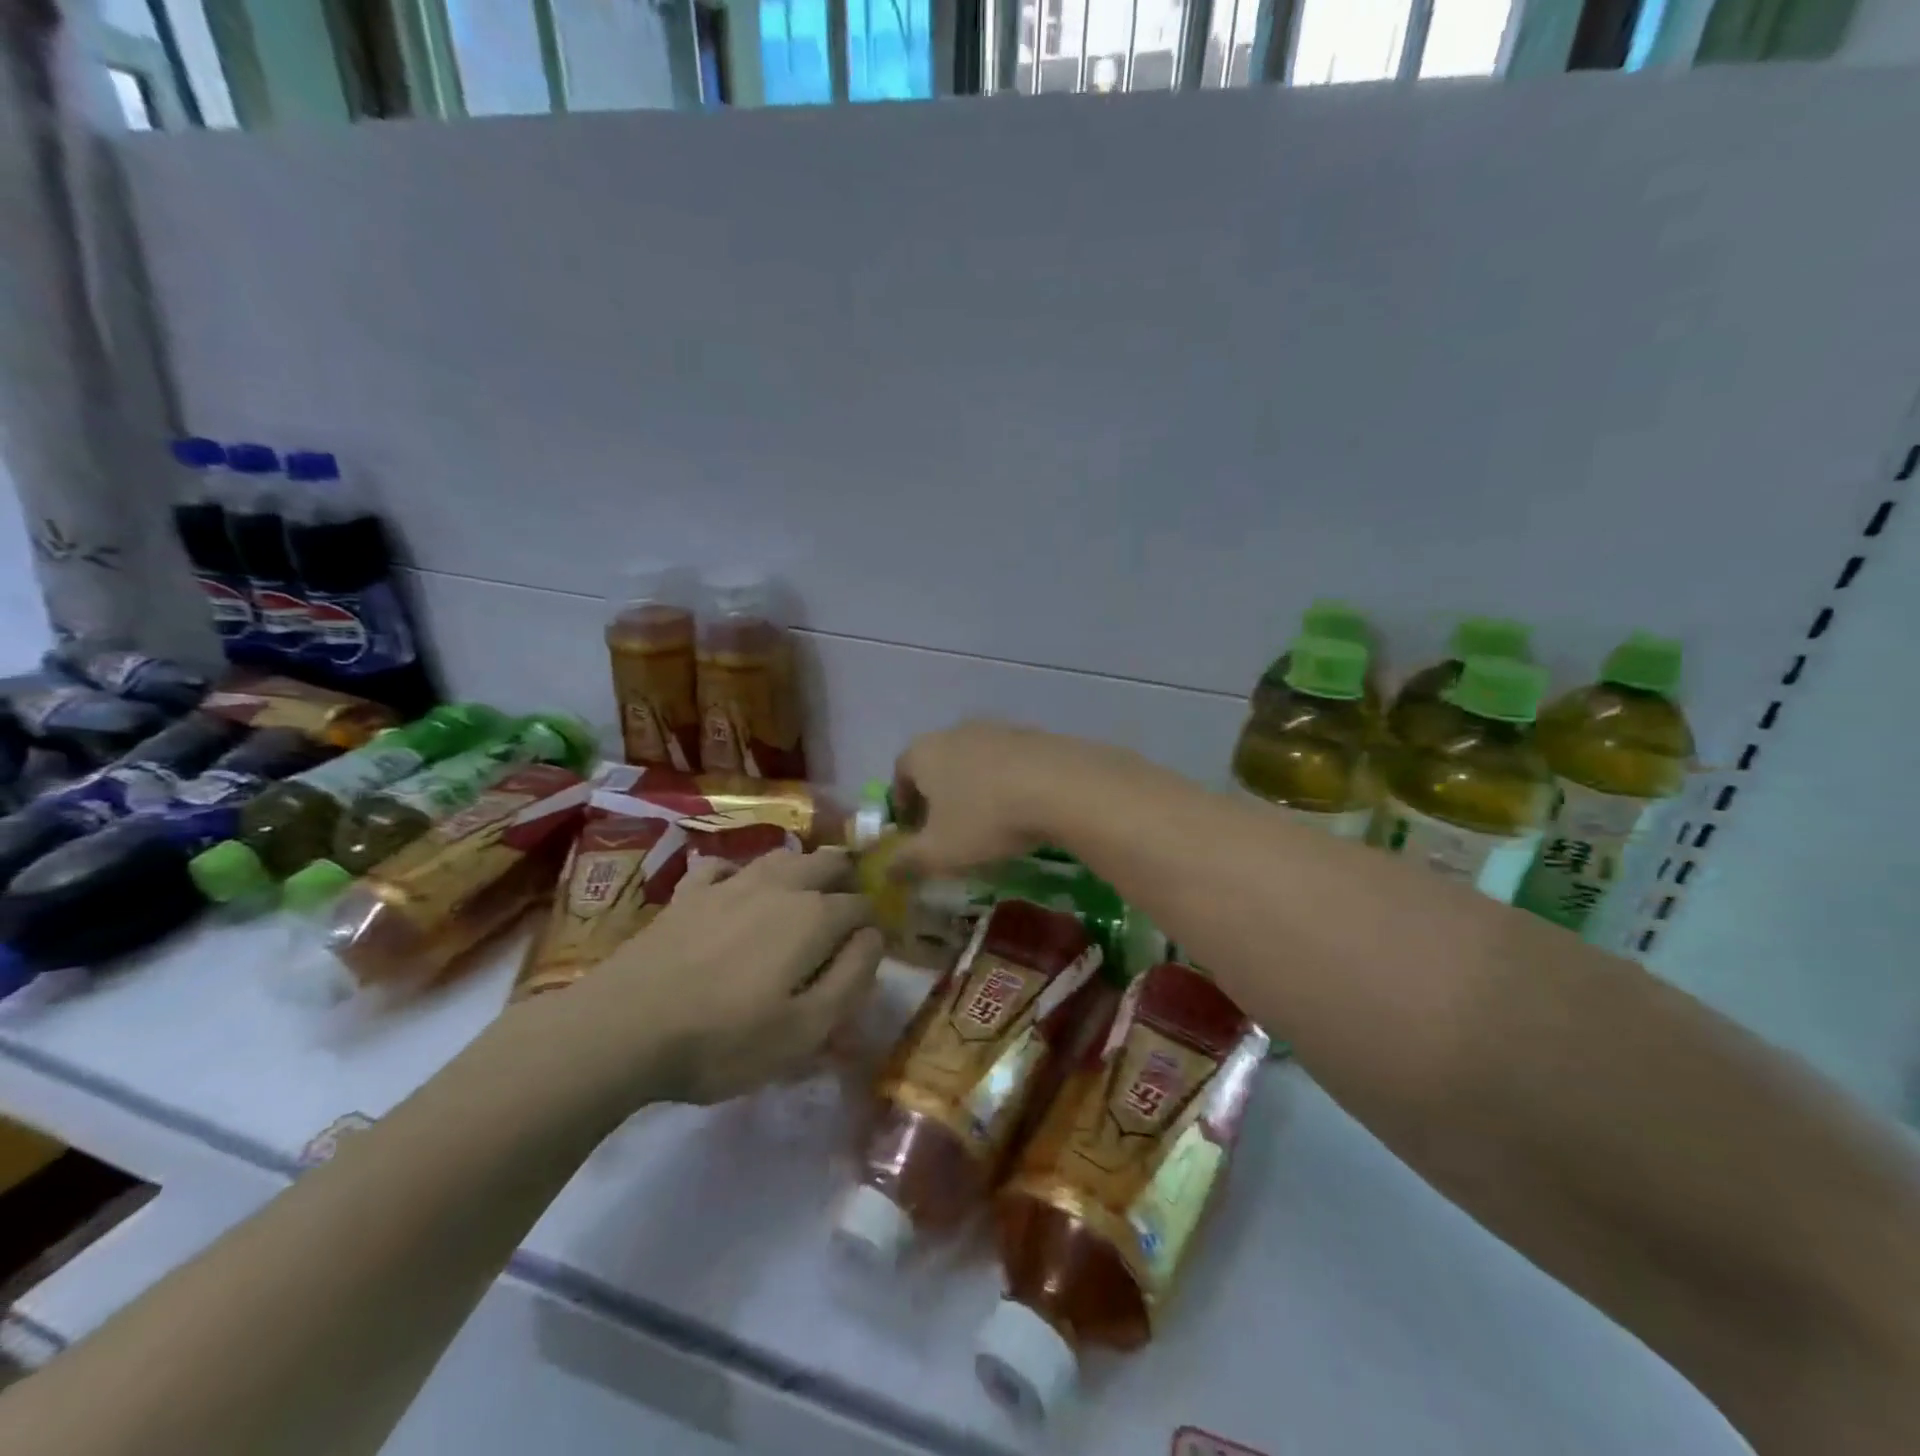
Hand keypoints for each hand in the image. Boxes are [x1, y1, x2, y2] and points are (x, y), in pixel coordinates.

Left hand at [560, 847, 881, 1106]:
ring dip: (802, 868)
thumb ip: (852, 978)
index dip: (874, 922)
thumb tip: (874, 936)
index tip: (872, 945)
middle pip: (827, 863)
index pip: (862, 905)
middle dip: (846, 878)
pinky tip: (734, 890)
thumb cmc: (725, 1039)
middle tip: (847, 906)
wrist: (624, 1028)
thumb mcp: (807, 1029)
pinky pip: (722, 867)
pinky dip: (739, 874)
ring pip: (780, 857)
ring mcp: (729, 884)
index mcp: (814, 916)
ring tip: (805, 890)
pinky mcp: (688, 894)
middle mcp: (779, 886)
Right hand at [891, 721, 1109, 878]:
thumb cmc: (985, 818)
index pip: (900, 774)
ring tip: (988, 822)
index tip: (913, 832)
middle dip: (938, 797)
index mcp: (923, 752)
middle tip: (948, 830)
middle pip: (937, 764)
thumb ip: (906, 861)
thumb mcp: (939, 851)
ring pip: (974, 762)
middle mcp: (955, 732)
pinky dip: (1007, 783)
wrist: (1061, 785)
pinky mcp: (1033, 735)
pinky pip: (1008, 763)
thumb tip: (885, 871)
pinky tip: (1021, 809)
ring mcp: (996, 729)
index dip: (903, 805)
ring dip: (974, 788)